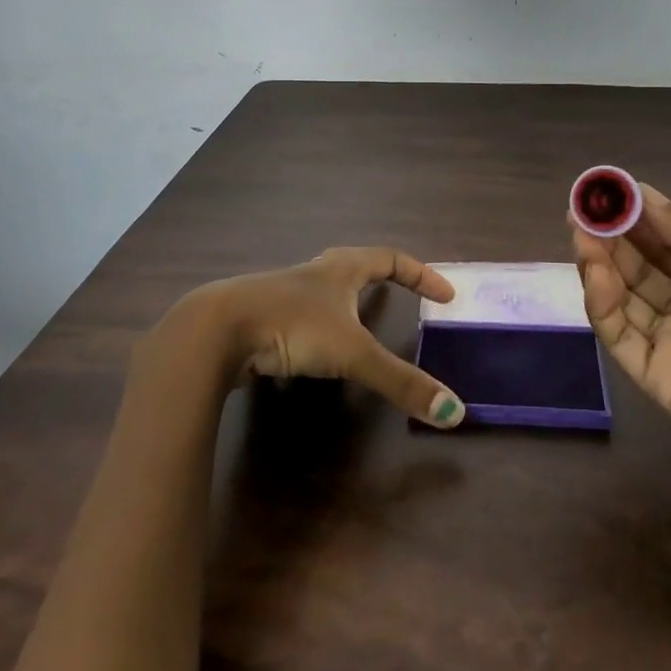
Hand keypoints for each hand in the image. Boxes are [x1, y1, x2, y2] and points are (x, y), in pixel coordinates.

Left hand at [154, 246, 467, 427]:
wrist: (216, 330)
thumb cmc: (292, 326)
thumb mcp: (352, 354)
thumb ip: (400, 382)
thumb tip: (454, 412)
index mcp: (341, 269)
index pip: (391, 258)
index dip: (421, 275)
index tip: (445, 296)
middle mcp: (315, 273)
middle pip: (357, 264)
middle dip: (384, 277)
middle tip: (405, 297)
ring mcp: (284, 293)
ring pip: (325, 289)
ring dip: (346, 301)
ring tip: (361, 324)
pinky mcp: (262, 317)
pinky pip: (300, 316)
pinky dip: (316, 329)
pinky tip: (312, 354)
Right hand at [570, 184, 670, 504]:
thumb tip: (647, 197)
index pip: (669, 239)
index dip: (639, 213)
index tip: (610, 188)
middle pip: (640, 264)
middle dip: (611, 234)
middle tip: (581, 208)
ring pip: (624, 295)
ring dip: (600, 263)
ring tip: (582, 233)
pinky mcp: (657, 378)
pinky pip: (622, 336)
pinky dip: (603, 304)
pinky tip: (596, 274)